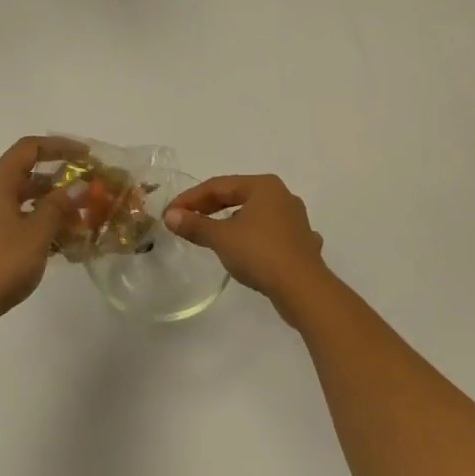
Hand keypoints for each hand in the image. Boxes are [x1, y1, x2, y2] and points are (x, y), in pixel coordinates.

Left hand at [0, 136, 83, 333]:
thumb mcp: (37, 233)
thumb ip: (59, 206)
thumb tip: (78, 186)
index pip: (30, 147)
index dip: (60, 146)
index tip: (87, 156)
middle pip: (27, 174)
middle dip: (60, 180)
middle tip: (89, 191)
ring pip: (23, 201)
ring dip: (52, 206)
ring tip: (81, 221)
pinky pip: (16, 221)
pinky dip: (38, 225)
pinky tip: (60, 245)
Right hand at [165, 174, 336, 326]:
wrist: (304, 289)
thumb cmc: (260, 254)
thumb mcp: (221, 238)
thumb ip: (195, 225)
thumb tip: (171, 216)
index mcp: (263, 186)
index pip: (218, 185)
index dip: (191, 198)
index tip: (170, 213)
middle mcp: (282, 196)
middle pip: (237, 196)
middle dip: (210, 208)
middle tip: (185, 221)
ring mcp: (296, 220)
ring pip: (255, 215)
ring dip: (232, 222)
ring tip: (213, 234)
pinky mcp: (302, 243)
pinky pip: (270, 234)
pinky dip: (254, 239)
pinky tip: (249, 250)